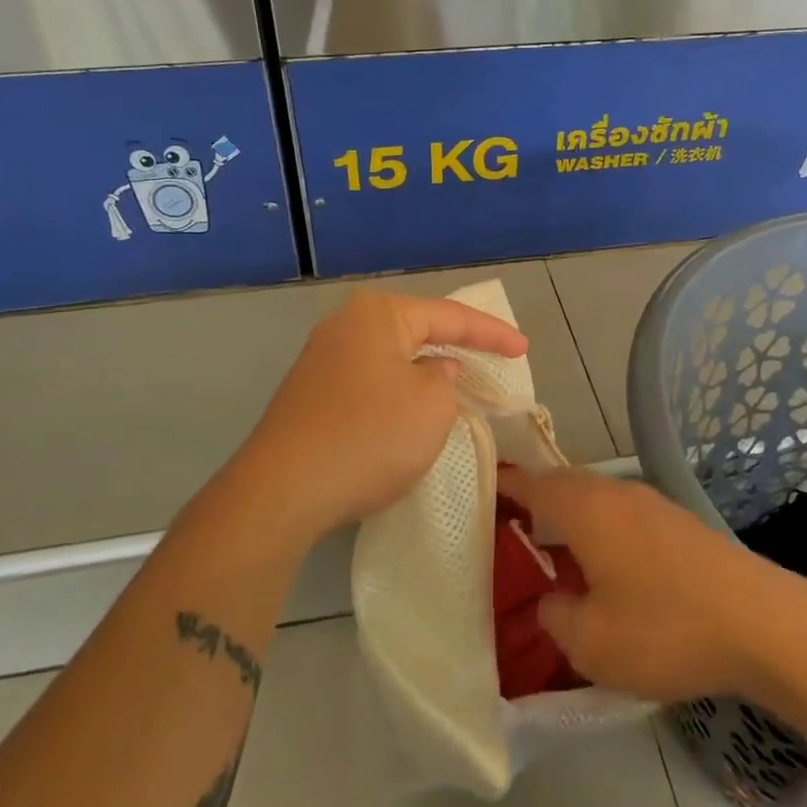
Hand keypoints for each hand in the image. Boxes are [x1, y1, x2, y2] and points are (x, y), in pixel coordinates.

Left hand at [231, 290, 527, 543]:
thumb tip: (434, 371)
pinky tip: (410, 411)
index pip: (449, 316)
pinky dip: (398, 390)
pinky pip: (369, 381)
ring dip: (425, 370)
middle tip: (493, 358)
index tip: (523, 349)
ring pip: (391, 357)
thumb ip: (446, 380)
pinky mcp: (310, 395)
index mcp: (378, 315)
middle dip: (456, 345)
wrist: (282, 491)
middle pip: (416, 329)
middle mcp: (345, 326)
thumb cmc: (370, 437)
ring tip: (458, 383)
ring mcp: (321, 360)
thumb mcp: (431, 406)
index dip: (492, 333)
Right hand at [501, 466, 806, 703]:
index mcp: (585, 508)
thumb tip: (554, 597)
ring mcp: (652, 503)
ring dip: (570, 519)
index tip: (478, 490)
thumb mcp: (591, 642)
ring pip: (595, 500)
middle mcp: (615, 492)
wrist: (763, 623)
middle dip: (534, 504)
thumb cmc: (666, 629)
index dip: (501, 485)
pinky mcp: (679, 522)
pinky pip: (622, 515)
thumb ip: (556, 615)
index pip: (529, 482)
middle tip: (510, 534)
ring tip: (554, 556)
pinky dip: (601, 531)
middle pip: (562, 485)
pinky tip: (607, 570)